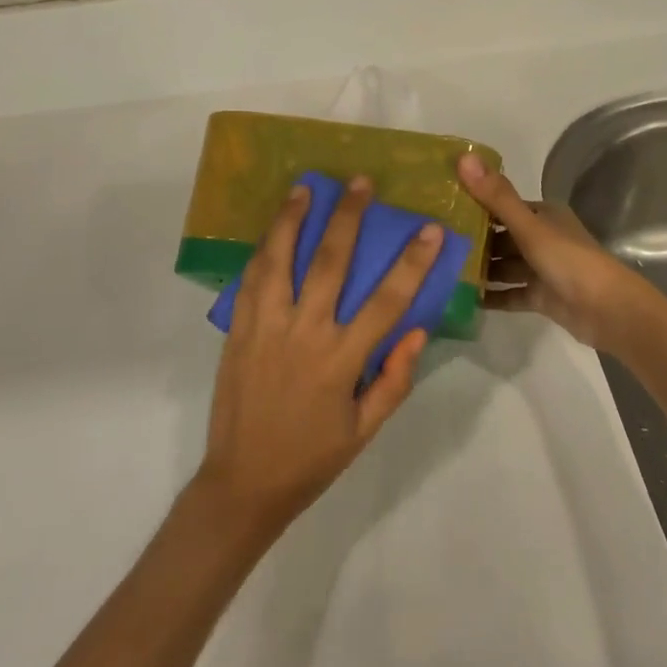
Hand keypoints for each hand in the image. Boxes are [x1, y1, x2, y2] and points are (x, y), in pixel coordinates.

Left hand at [196, 176, 436, 534]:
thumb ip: (394, 380)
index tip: (429, 229)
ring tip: (306, 187)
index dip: (412, 263)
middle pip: (330, 263)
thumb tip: (418, 330)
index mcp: (341, 361)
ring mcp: (266, 327)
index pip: (386, 301)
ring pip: (281, 260)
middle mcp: (305, 334)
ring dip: (293, 219)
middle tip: (361, 183)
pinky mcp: (238, 330)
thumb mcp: (365, 431)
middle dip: (349, 218)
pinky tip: (272, 228)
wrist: (243, 483)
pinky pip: (251, 280)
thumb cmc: (311, 458)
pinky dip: (264, 249)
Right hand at [458, 153, 659, 353]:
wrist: (609, 312)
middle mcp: (543, 238)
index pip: (502, 205)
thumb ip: (496, 196)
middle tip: (435, 244)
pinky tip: (464, 299)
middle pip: (501, 237)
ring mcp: (542, 269)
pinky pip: (510, 293)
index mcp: (543, 215)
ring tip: (442, 270)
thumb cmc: (569, 261)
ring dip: (480, 269)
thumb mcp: (530, 226)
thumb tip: (463, 157)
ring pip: (504, 266)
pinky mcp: (542, 297)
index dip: (474, 205)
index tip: (440, 208)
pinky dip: (492, 296)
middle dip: (472, 240)